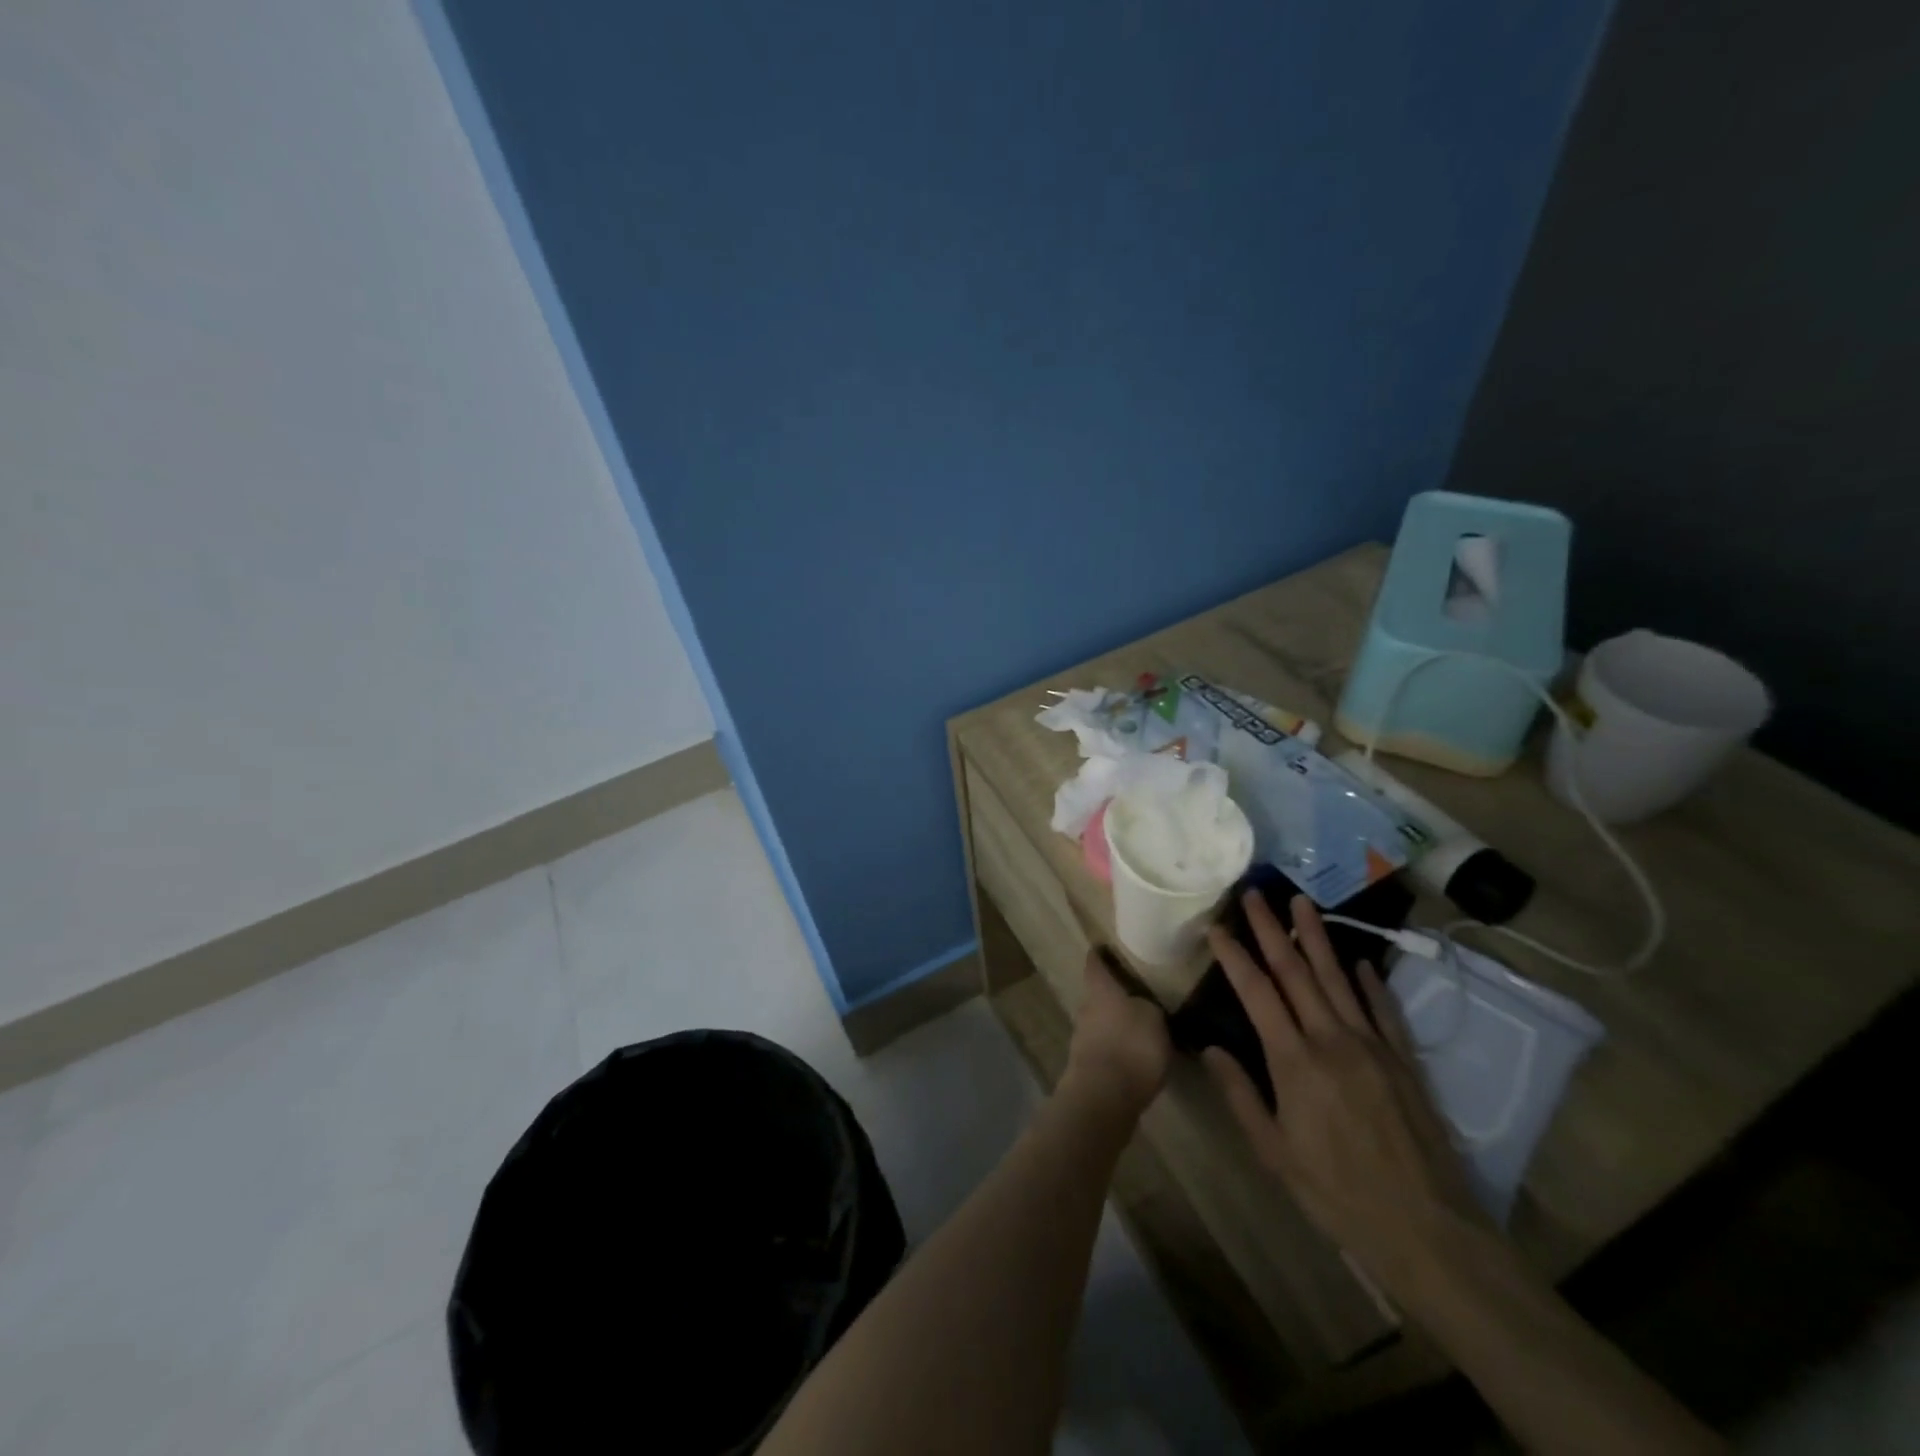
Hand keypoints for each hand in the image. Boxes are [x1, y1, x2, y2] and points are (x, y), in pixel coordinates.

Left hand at [1064, 949, 1171, 1116]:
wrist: (1104, 1096)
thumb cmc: (1131, 1045)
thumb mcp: (1153, 1018)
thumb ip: (1149, 1007)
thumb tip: (1144, 1006)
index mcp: (1100, 990)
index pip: (1095, 964)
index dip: (1100, 955)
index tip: (1104, 947)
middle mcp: (1086, 1009)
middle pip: (1097, 995)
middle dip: (1113, 994)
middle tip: (1135, 993)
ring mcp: (1083, 1039)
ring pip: (1100, 1023)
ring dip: (1115, 1025)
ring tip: (1139, 1028)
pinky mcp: (1088, 1067)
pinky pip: (1105, 1049)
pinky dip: (1117, 1049)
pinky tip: (1134, 1057)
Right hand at [1202, 891, 1493, 1291]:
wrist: (1429, 1230)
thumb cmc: (1338, 1194)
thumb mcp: (1274, 1153)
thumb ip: (1241, 1095)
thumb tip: (1211, 1048)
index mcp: (1295, 1061)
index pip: (1257, 993)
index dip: (1234, 956)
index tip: (1216, 926)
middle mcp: (1332, 1040)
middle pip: (1296, 972)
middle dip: (1272, 929)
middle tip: (1255, 893)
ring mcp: (1373, 1046)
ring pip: (1338, 979)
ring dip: (1318, 938)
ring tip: (1302, 903)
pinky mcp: (1404, 1061)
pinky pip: (1382, 1009)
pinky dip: (1368, 982)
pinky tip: (1359, 962)